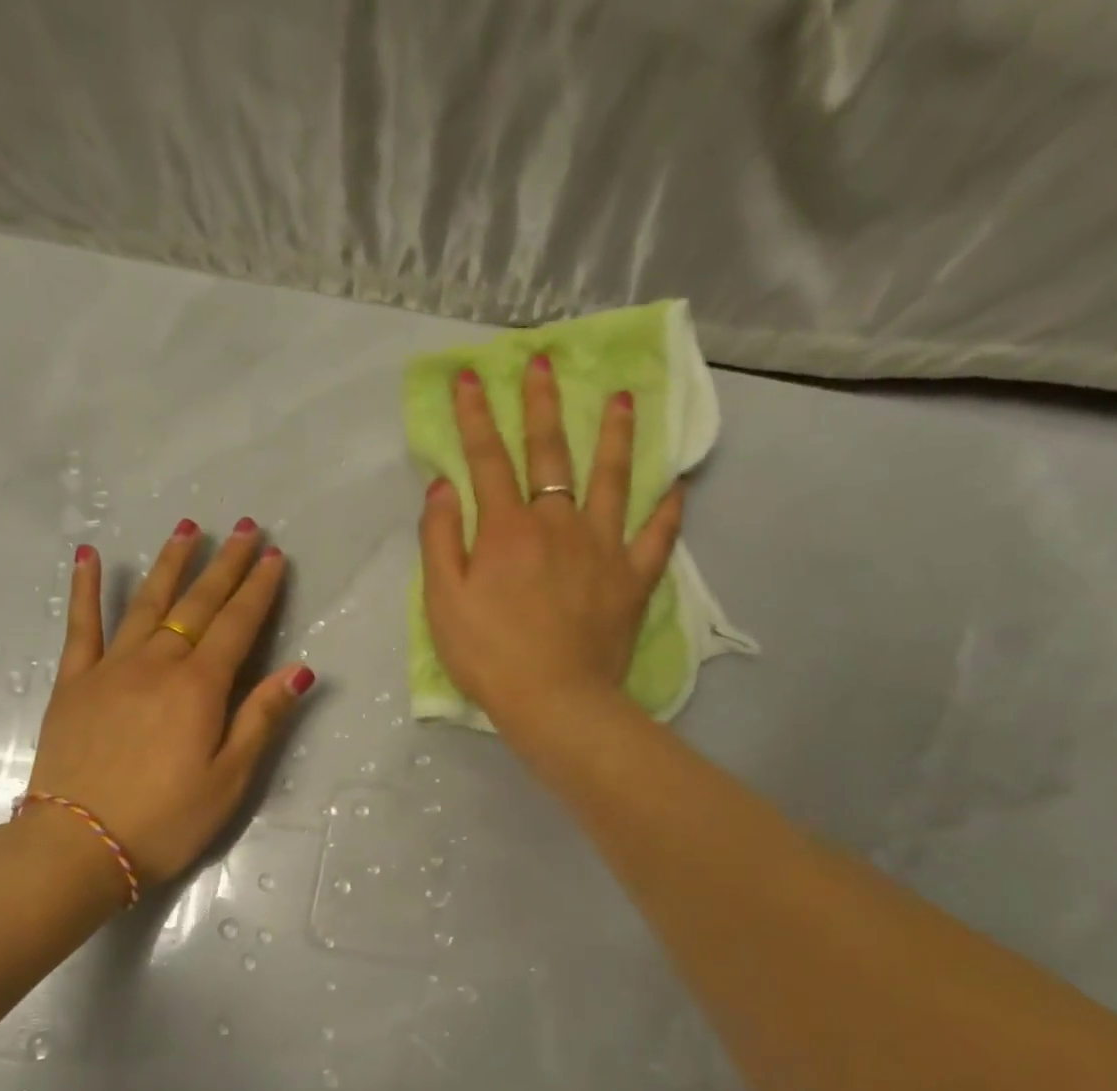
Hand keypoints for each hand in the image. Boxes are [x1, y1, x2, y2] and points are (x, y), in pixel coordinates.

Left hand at [24, 518, 314, 887]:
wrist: (79, 844)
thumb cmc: (166, 819)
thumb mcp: (230, 779)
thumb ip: (261, 718)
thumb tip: (299, 669)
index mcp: (199, 687)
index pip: (238, 625)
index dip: (259, 589)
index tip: (274, 556)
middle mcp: (157, 664)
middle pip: (197, 604)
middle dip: (226, 564)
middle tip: (245, 528)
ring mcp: (110, 668)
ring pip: (146, 602)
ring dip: (171, 564)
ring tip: (189, 528)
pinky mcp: (74, 683)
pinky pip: (80, 626)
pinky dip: (85, 589)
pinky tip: (88, 556)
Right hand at [419, 357, 683, 728]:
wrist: (554, 701)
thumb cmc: (489, 655)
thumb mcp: (443, 600)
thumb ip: (440, 539)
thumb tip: (443, 487)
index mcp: (507, 529)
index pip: (487, 460)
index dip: (476, 417)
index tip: (472, 377)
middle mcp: (557, 523)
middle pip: (550, 454)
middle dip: (543, 405)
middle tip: (545, 362)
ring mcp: (602, 548)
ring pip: (611, 480)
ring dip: (615, 436)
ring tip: (624, 398)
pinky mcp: (632, 579)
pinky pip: (656, 536)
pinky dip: (667, 510)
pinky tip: (676, 486)